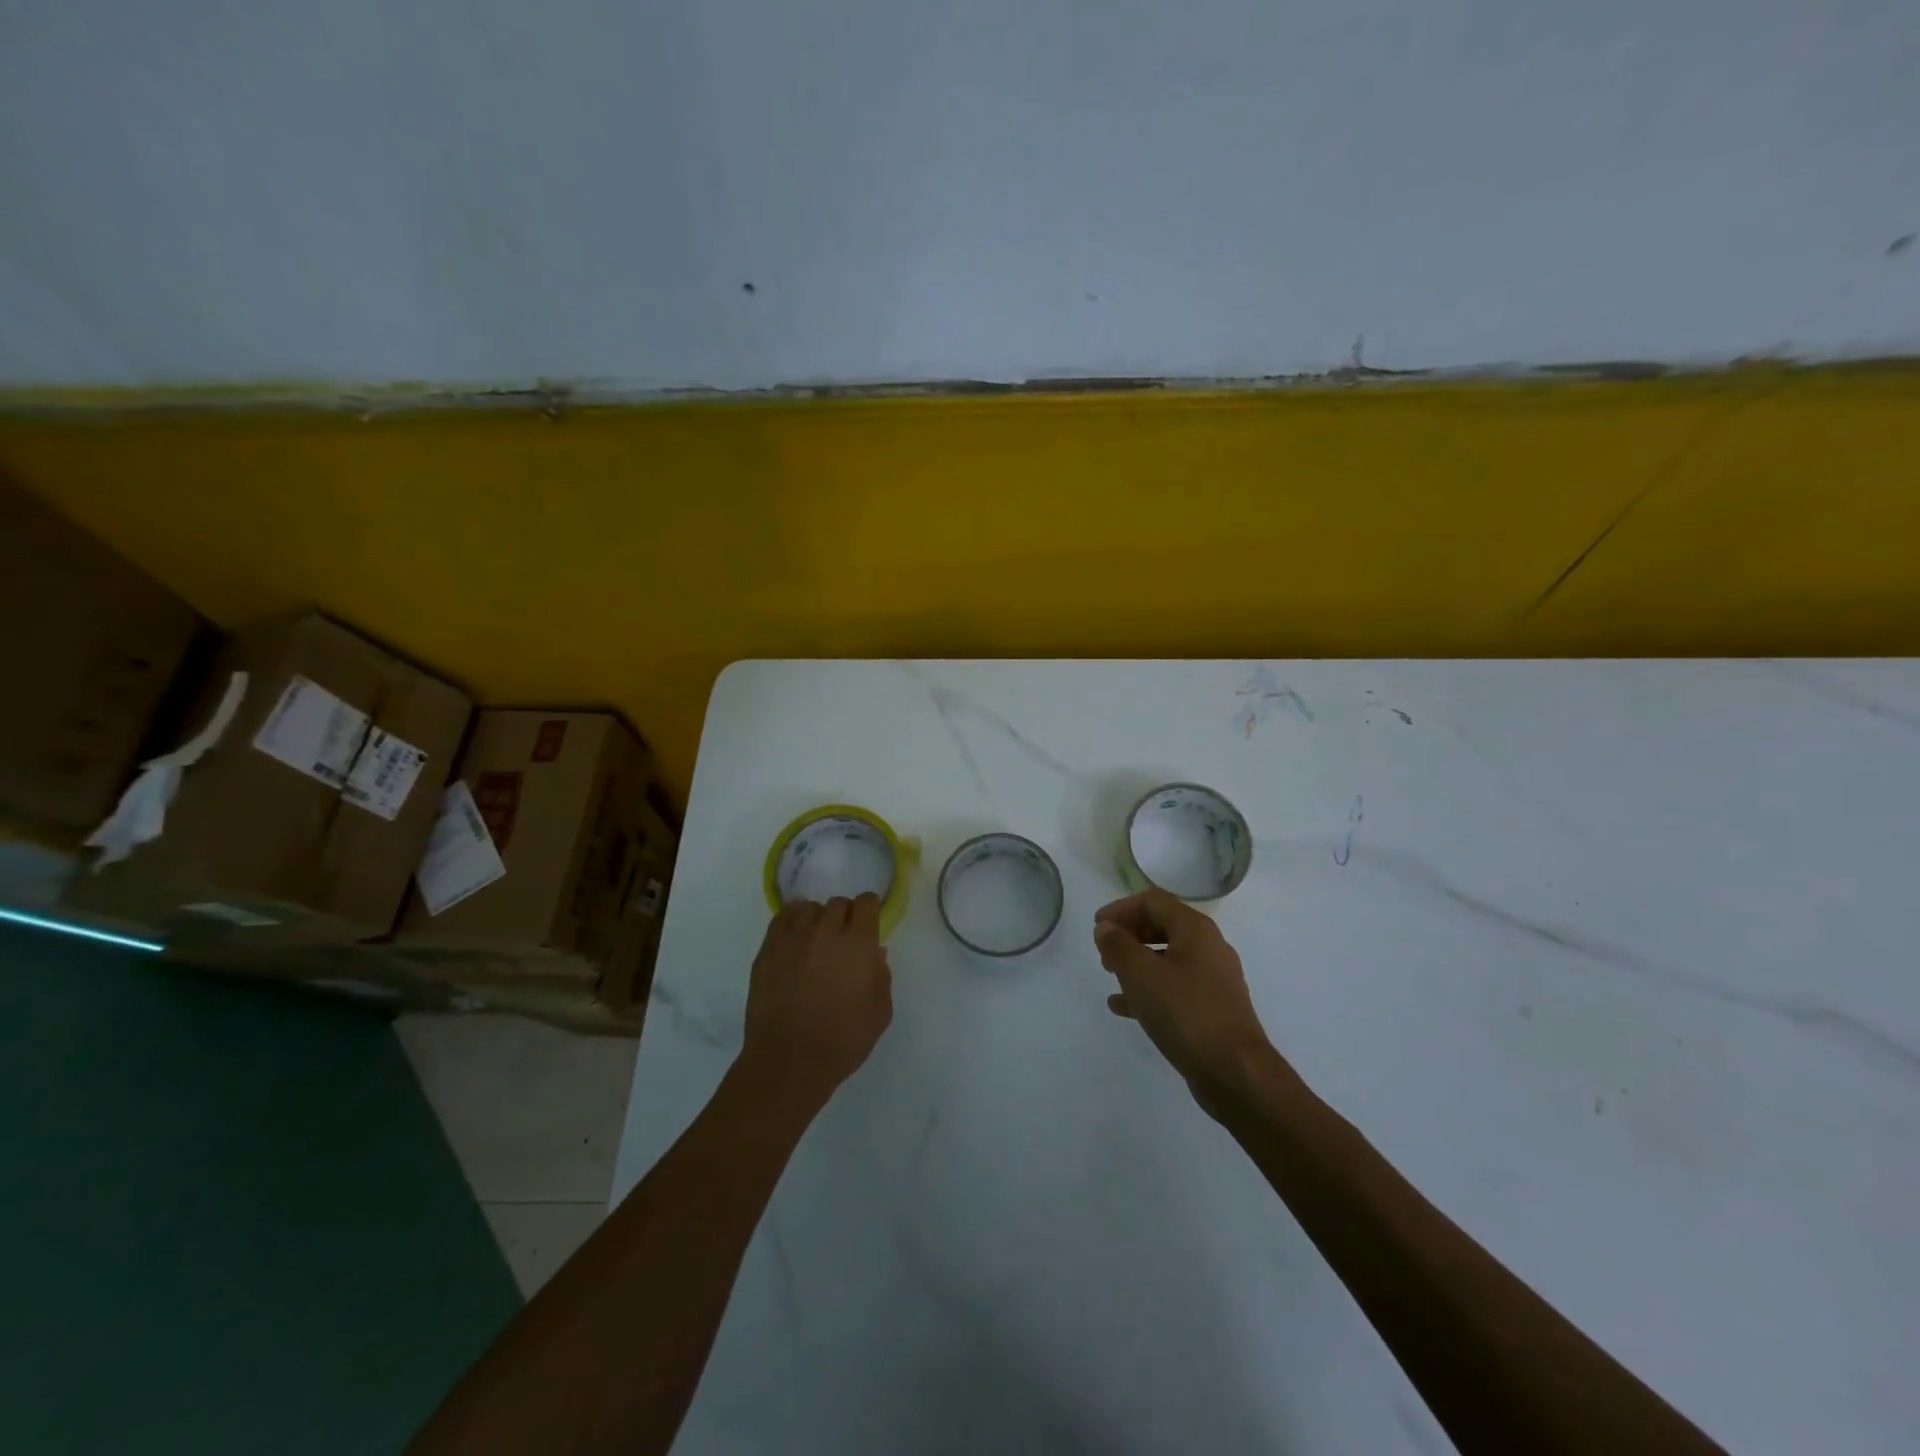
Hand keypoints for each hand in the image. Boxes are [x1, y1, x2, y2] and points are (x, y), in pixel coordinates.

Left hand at [741, 894, 893, 1106]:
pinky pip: (782, 918)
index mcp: (858, 944)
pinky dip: (792, 921)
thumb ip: (881, 977)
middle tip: (843, 940)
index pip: (866, 903)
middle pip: (838, 904)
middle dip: (844, 917)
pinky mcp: (768, 950)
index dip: (869, 911)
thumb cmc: (842, 1041)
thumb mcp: (880, 1014)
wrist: (789, 1062)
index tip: (868, 924)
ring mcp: (793, 938)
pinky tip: (795, 939)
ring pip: (809, 908)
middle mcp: (826, 932)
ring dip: (817, 919)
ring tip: (816, 940)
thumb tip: (874, 955)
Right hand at [1093, 890, 1273, 1105]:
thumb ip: (1118, 946)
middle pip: (1162, 926)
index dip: (1121, 909)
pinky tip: (1124, 1008)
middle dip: (1129, 934)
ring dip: (1137, 962)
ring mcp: (1214, 979)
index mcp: (1195, 930)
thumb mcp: (1141, 975)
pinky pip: (1175, 988)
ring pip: (1168, 958)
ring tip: (1110, 976)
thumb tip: (1106, 928)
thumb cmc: (1186, 1013)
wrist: (1235, 1072)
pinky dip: (1149, 989)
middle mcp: (1209, 947)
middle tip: (1104, 951)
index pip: (1153, 902)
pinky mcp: (1212, 1008)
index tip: (1097, 926)